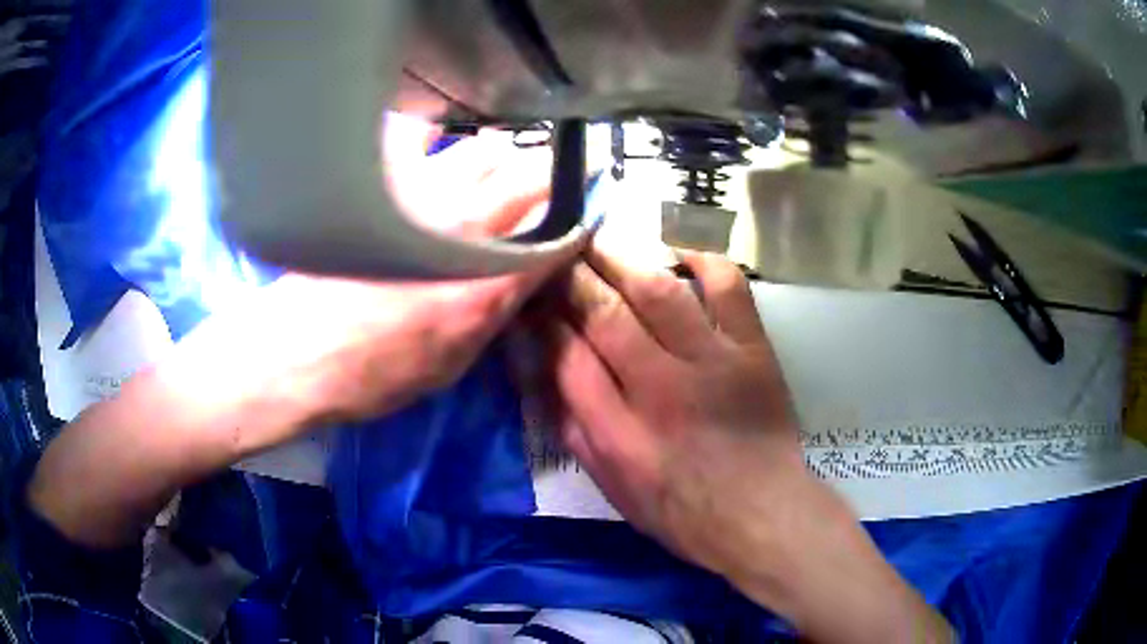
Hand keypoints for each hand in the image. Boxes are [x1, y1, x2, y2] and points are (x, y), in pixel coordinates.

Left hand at [195, 115, 577, 441]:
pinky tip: (433, 149)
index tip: (587, 211)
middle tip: (551, 181)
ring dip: (503, 155)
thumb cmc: (373, 375)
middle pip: (530, 174)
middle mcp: (463, 229)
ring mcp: (419, 196)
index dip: (581, 218)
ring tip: (496, 167)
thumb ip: (494, 314)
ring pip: (486, 147)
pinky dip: (436, 136)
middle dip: (553, 174)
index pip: (557, 235)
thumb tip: (525, 276)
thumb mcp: (452, 366)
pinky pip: (421, 134)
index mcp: (486, 285)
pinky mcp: (380, 182)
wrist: (297, 356)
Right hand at [536, 246, 951, 642]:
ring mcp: (712, 361)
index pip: (566, 355)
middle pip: (605, 313)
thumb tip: (544, 369)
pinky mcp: (752, 348)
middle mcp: (659, 387)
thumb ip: (573, 426)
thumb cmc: (679, 509)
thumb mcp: (611, 484)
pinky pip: (728, 289)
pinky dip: (704, 261)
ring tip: (598, 239)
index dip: (543, 319)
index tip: (532, 294)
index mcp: (617, 430)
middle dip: (572, 276)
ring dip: (621, 259)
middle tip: (556, 248)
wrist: (760, 513)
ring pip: (657, 291)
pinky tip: (680, 251)